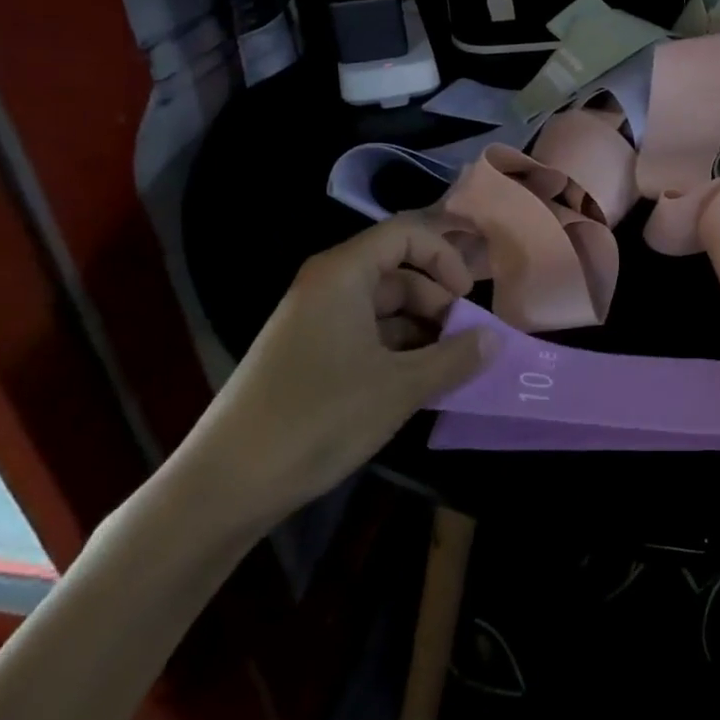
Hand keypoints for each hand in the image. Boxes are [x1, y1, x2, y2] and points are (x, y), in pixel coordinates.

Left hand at [174, 220, 490, 536]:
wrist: (225, 485)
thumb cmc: (318, 418)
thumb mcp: (400, 387)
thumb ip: (455, 357)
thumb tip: (494, 340)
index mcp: (343, 275)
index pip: (406, 234)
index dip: (445, 257)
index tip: (468, 298)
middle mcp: (326, 287)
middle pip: (398, 271)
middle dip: (439, 301)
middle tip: (467, 341)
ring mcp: (314, 322)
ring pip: (385, 307)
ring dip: (422, 331)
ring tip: (449, 368)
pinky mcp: (307, 355)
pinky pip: (366, 335)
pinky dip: (397, 351)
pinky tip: (417, 385)